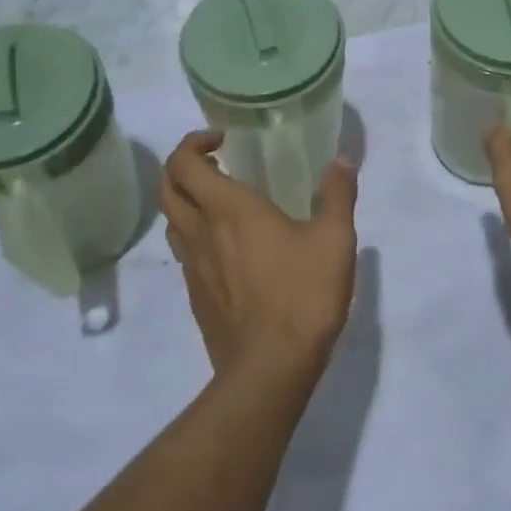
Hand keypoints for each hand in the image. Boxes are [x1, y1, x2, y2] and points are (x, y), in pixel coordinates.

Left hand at [162, 131, 358, 380]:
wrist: (269, 371)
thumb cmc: (301, 295)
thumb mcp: (334, 239)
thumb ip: (337, 195)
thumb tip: (342, 160)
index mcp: (229, 210)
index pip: (183, 163)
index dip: (193, 142)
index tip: (222, 139)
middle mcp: (201, 233)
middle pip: (167, 189)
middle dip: (183, 166)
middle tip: (216, 162)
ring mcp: (193, 269)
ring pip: (172, 222)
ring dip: (186, 201)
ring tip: (221, 200)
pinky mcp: (196, 299)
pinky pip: (185, 254)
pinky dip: (196, 236)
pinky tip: (229, 248)